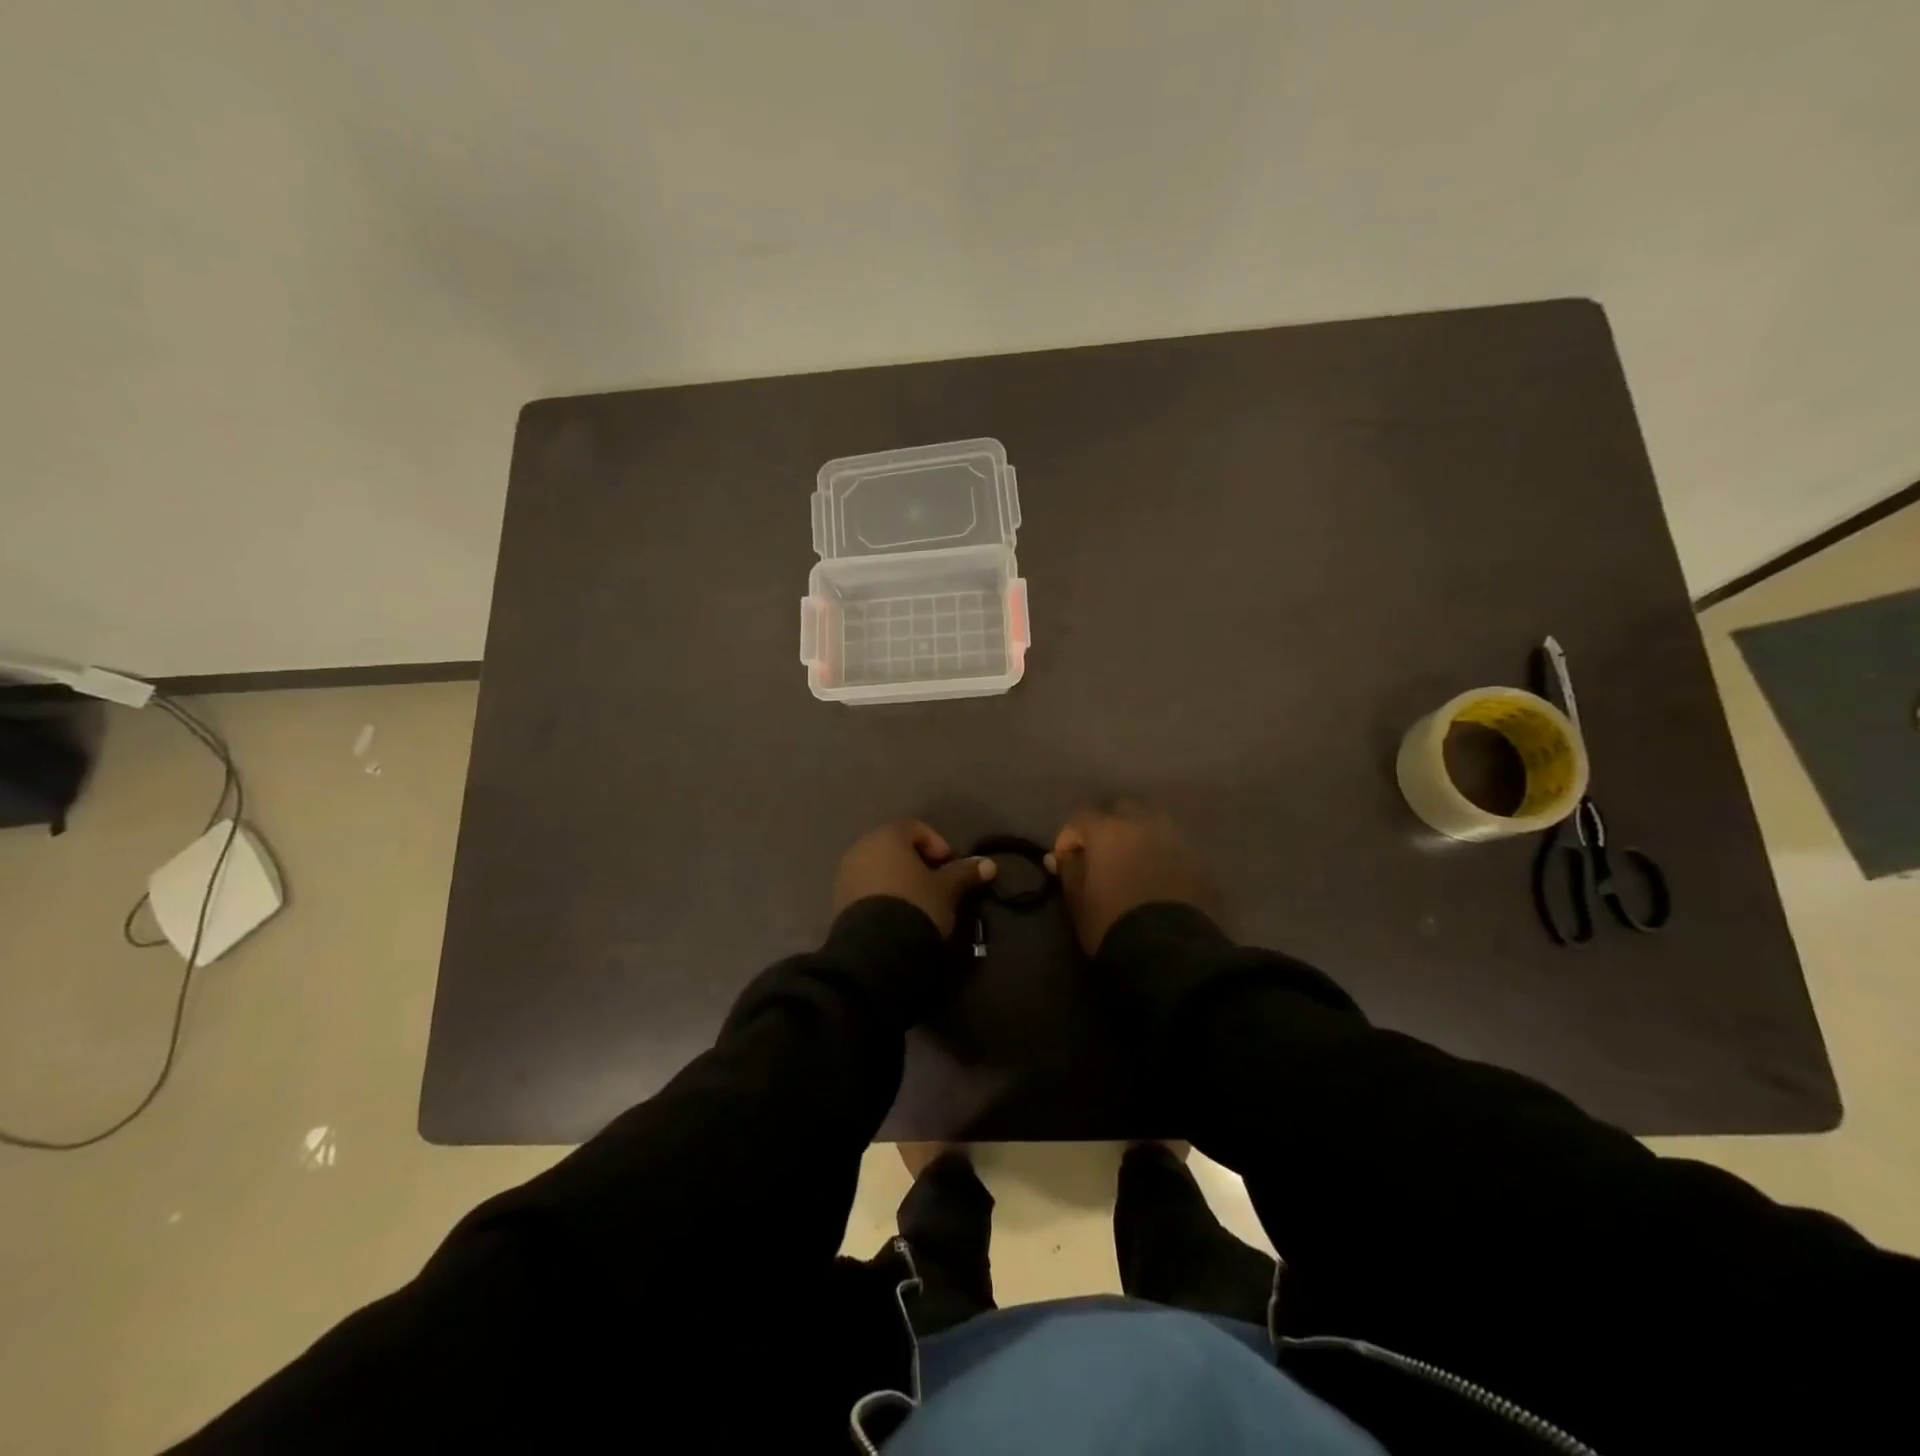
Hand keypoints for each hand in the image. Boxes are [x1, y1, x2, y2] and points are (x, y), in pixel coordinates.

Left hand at [832, 819, 995, 936]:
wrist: (875, 950)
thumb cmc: (915, 906)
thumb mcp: (947, 890)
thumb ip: (965, 873)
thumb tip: (989, 864)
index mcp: (887, 836)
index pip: (915, 828)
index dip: (937, 844)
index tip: (950, 867)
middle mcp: (861, 847)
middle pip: (894, 847)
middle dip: (917, 862)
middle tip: (936, 885)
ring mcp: (846, 874)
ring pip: (879, 868)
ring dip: (899, 879)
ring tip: (918, 903)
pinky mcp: (838, 900)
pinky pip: (866, 888)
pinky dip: (883, 894)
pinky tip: (898, 915)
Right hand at [1047, 801, 1213, 954]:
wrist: (1168, 951)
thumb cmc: (1111, 923)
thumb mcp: (1078, 900)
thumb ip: (1068, 870)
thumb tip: (1058, 856)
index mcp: (1108, 829)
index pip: (1081, 818)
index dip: (1070, 837)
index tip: (1066, 861)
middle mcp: (1143, 823)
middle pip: (1121, 809)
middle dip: (1107, 826)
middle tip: (1101, 855)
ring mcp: (1176, 838)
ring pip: (1152, 823)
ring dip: (1139, 836)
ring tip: (1133, 862)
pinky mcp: (1199, 860)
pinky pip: (1174, 846)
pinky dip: (1163, 854)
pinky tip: (1158, 877)